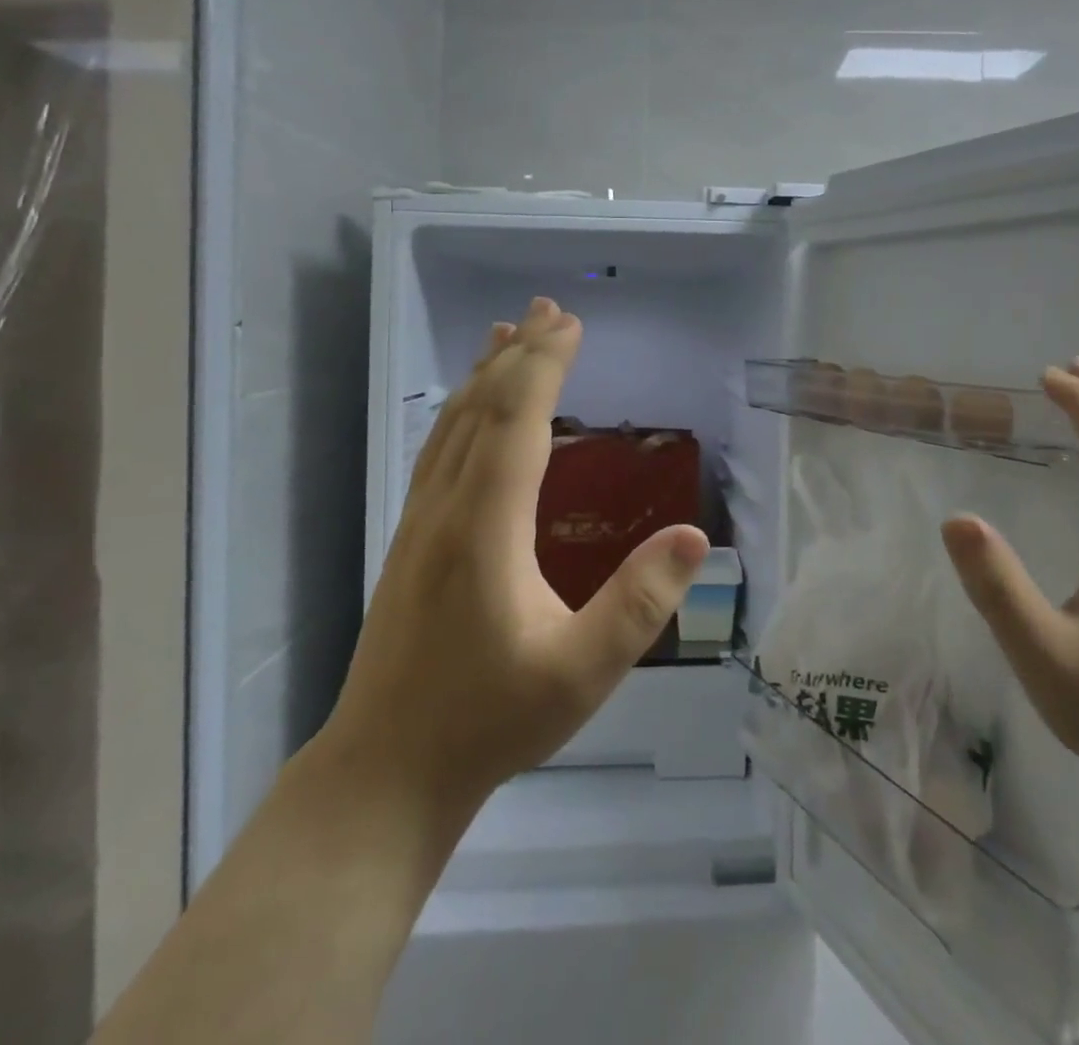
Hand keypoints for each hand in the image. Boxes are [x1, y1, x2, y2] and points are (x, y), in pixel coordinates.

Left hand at [318, 297, 709, 817]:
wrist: (385, 769)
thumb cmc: (488, 721)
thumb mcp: (581, 673)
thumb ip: (640, 604)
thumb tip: (694, 537)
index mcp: (486, 526)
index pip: (517, 421)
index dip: (545, 366)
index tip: (571, 324)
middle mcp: (447, 507)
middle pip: (483, 408)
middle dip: (519, 353)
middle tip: (549, 309)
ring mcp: (420, 521)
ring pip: (453, 425)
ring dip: (485, 374)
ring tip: (506, 333)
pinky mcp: (410, 538)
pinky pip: (439, 450)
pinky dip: (460, 410)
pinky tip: (468, 408)